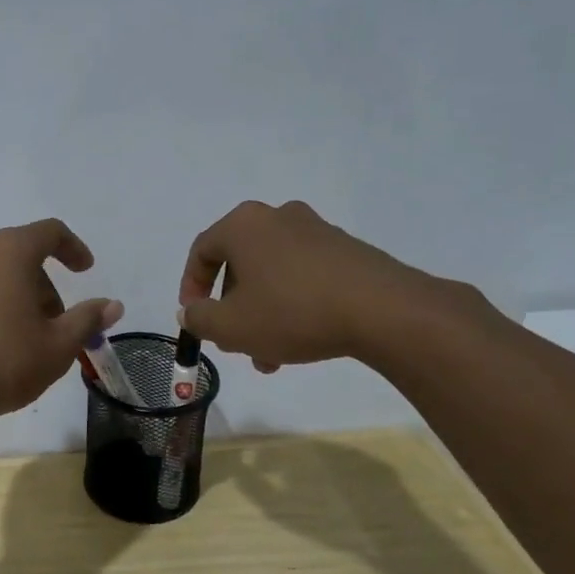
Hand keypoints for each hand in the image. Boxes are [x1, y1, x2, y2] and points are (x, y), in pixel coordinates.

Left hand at [0, 219, 122, 426]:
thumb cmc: (1, 363)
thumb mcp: (57, 347)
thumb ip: (86, 320)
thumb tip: (112, 304)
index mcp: (8, 252)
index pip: (49, 232)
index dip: (72, 248)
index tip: (85, 270)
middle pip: (16, 256)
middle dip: (40, 285)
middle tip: (52, 325)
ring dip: (7, 295)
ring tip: (15, 336)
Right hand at [178, 200, 459, 371]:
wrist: (383, 310)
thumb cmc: (292, 312)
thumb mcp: (231, 326)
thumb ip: (199, 318)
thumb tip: (191, 311)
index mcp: (244, 225)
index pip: (201, 251)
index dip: (191, 287)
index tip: (195, 317)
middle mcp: (277, 217)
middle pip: (239, 264)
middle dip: (232, 307)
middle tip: (234, 341)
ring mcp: (316, 230)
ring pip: (272, 274)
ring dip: (262, 312)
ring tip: (270, 356)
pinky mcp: (346, 249)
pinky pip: (303, 274)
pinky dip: (293, 303)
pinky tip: (302, 339)